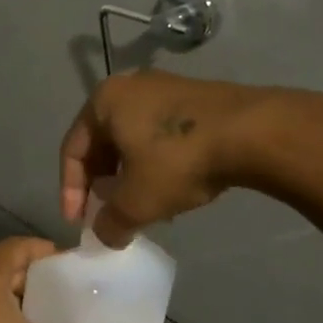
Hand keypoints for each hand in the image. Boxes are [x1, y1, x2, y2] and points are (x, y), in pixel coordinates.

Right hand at [61, 72, 265, 245]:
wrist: (252, 132)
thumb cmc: (177, 160)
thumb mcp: (137, 202)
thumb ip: (111, 223)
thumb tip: (106, 235)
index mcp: (104, 101)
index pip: (72, 150)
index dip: (70, 191)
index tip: (78, 223)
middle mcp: (129, 86)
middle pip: (102, 143)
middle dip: (102, 183)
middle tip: (108, 213)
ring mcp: (165, 88)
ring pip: (133, 140)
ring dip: (130, 176)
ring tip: (140, 207)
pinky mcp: (195, 99)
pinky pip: (161, 135)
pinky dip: (156, 163)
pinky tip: (171, 188)